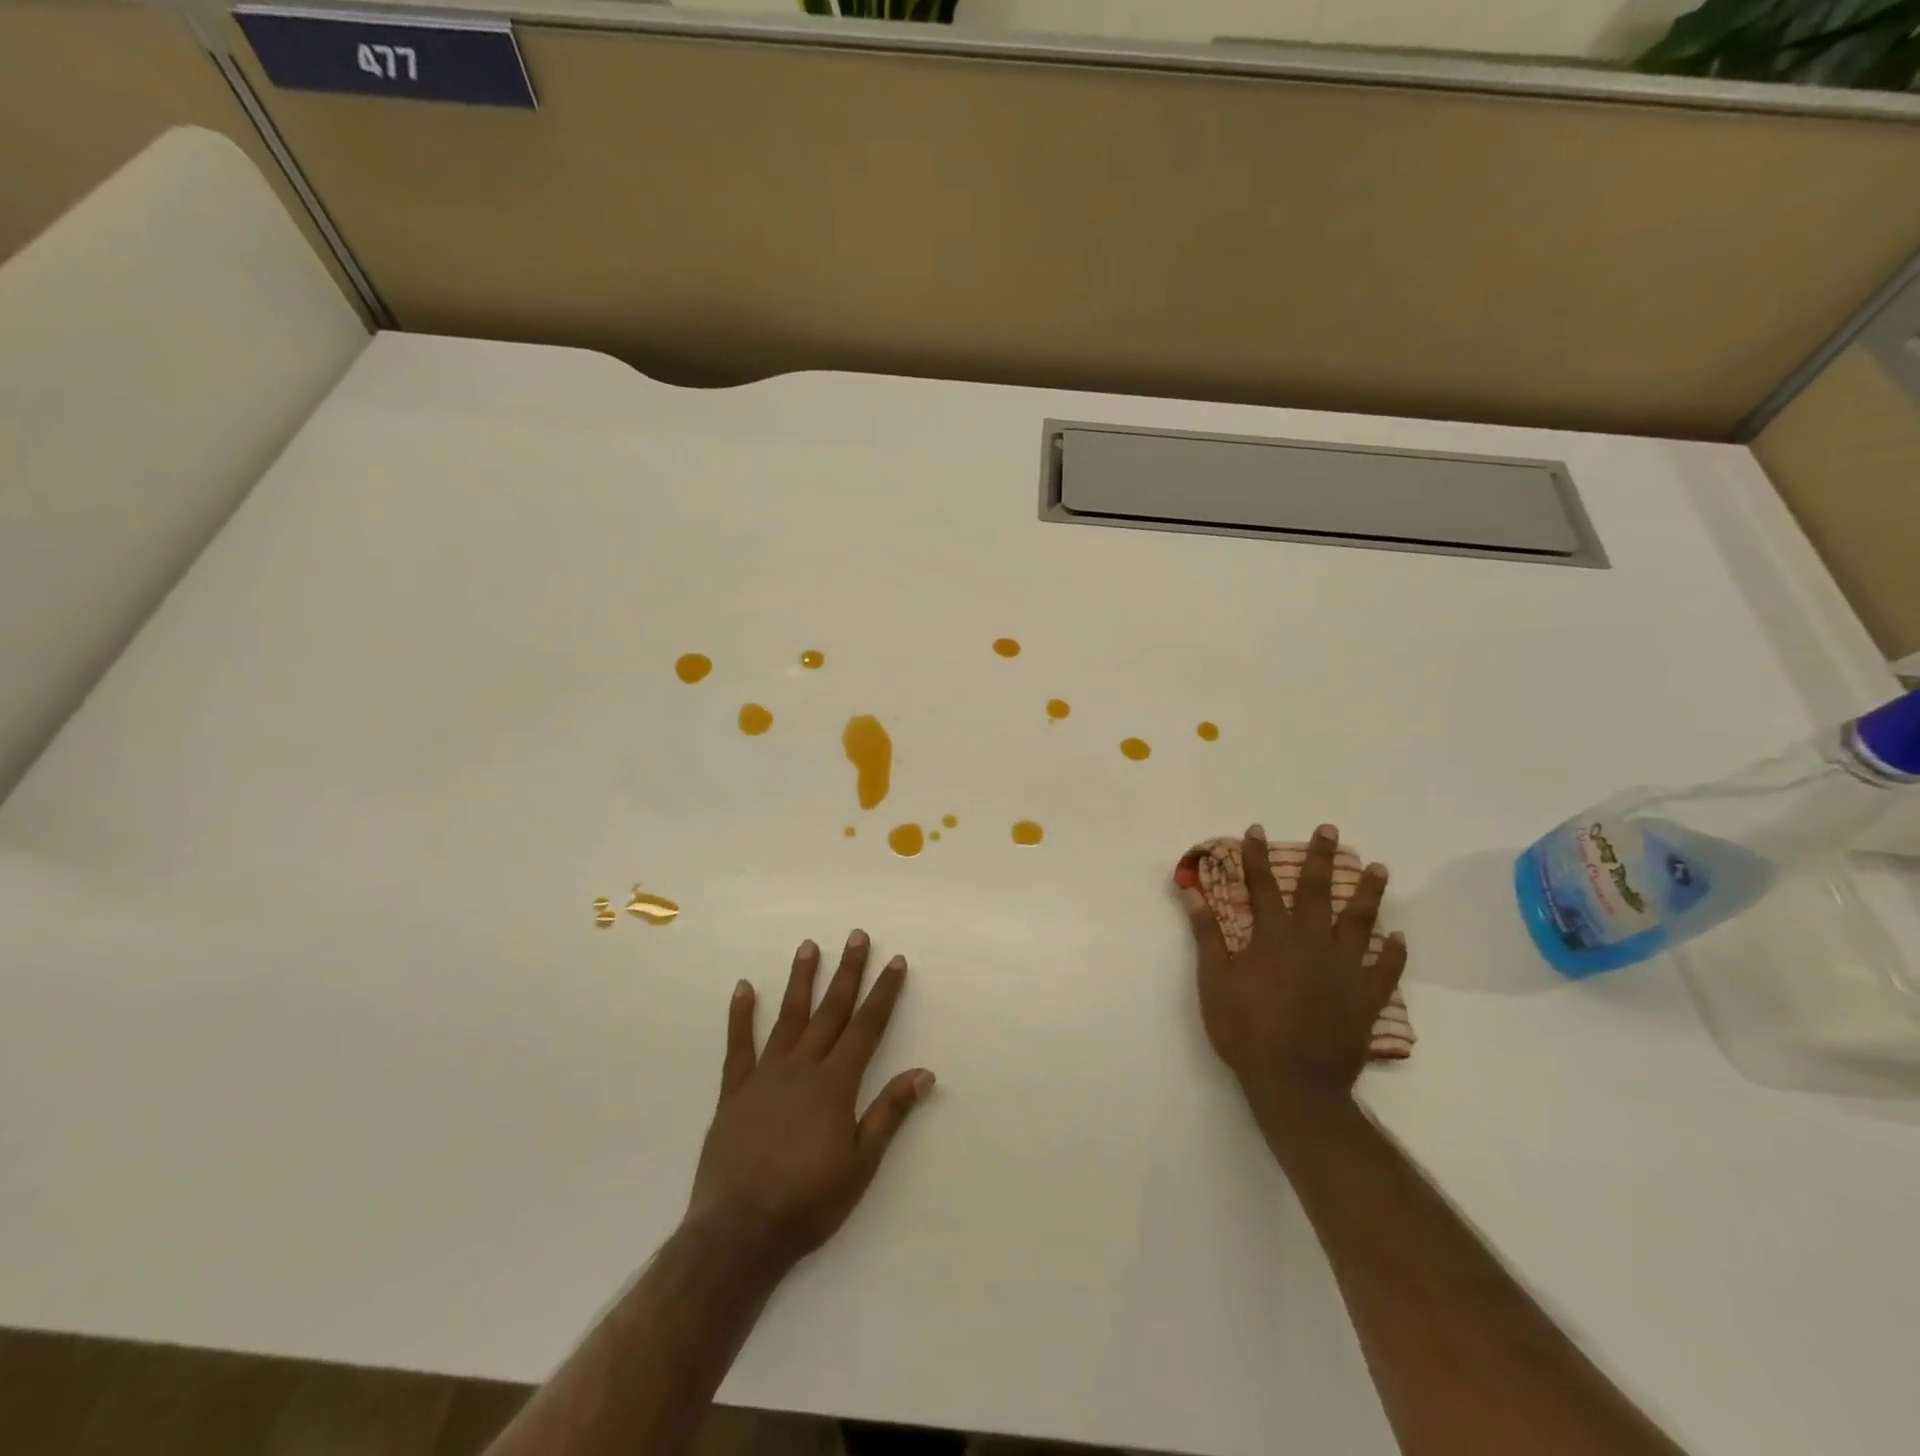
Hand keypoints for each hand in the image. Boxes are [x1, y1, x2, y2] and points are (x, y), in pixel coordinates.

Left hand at [687, 931, 933, 1270]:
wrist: (739, 1233)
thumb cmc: (808, 1202)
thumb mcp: (861, 1165)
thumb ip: (889, 1113)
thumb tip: (923, 1072)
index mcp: (835, 1083)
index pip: (867, 1027)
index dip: (884, 992)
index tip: (895, 961)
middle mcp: (802, 1067)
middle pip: (831, 1010)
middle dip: (848, 972)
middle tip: (857, 936)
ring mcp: (765, 1075)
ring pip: (788, 1016)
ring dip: (801, 979)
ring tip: (809, 946)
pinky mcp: (734, 1091)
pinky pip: (738, 1045)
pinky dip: (740, 1015)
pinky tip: (744, 987)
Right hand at [1178, 823, 1405, 1106]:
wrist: (1295, 1082)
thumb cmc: (1245, 1030)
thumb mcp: (1214, 981)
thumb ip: (1206, 934)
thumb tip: (1192, 892)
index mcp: (1272, 938)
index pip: (1261, 886)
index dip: (1255, 857)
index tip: (1256, 830)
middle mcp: (1311, 943)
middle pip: (1316, 892)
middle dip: (1321, 858)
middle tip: (1330, 831)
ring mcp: (1344, 969)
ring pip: (1360, 922)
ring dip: (1368, 893)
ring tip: (1379, 868)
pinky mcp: (1366, 998)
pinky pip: (1386, 970)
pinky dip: (1394, 953)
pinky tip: (1399, 937)